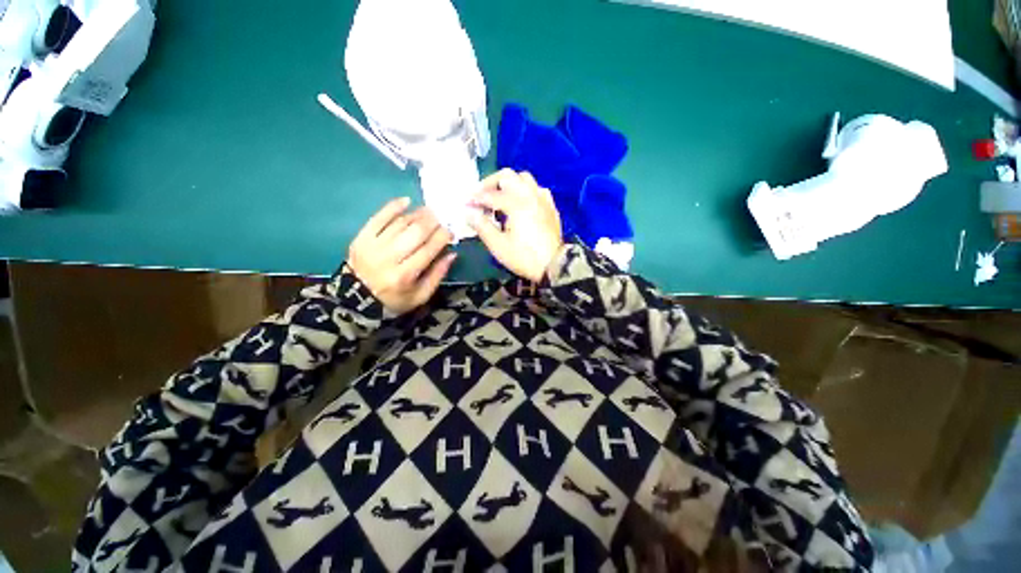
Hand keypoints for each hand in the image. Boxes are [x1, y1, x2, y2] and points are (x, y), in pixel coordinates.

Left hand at [348, 198, 455, 313]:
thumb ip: (438, 275)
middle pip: (415, 233)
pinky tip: (406, 201)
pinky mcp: (361, 238)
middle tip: (442, 216)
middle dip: (432, 222)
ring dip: (417, 214)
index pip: (428, 250)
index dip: (442, 237)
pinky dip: (392, 207)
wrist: (356, 299)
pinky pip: (378, 218)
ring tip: (429, 211)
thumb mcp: (420, 296)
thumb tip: (452, 254)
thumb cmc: (394, 299)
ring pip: (400, 224)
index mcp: (404, 276)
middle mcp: (389, 258)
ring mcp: (372, 246)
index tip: (450, 230)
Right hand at [469, 170, 564, 281]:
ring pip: (524, 179)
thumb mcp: (498, 245)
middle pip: (508, 176)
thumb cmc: (524, 257)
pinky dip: (525, 191)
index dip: (475, 199)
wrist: (554, 266)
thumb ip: (482, 226)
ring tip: (501, 199)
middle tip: (481, 197)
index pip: (490, 195)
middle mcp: (530, 195)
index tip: (465, 205)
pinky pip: (536, 189)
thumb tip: (469, 213)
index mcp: (516, 204)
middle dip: (491, 184)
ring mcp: (543, 199)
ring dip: (509, 184)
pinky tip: (521, 204)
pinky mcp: (550, 207)